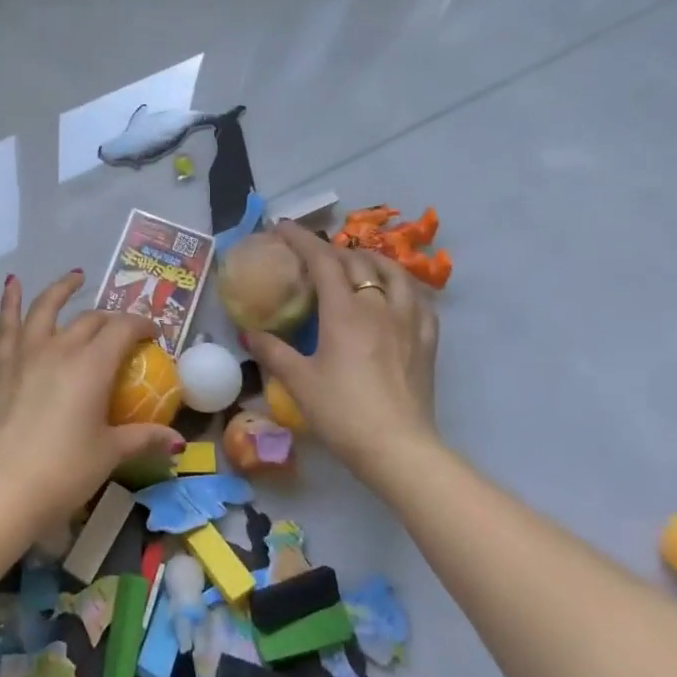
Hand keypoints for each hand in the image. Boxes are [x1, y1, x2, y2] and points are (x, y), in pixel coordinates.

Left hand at [0, 271, 185, 518]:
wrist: (2, 487)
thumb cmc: (64, 471)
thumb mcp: (109, 454)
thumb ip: (143, 439)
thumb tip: (177, 442)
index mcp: (93, 365)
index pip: (123, 329)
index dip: (141, 325)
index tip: (153, 334)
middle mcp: (60, 348)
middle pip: (90, 320)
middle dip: (111, 320)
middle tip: (121, 330)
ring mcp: (25, 352)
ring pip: (46, 308)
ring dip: (63, 289)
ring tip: (75, 277)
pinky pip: (6, 324)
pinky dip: (9, 300)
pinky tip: (12, 283)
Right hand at [243, 222, 441, 478]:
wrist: (398, 448)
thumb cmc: (342, 413)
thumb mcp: (299, 382)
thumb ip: (273, 352)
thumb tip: (249, 333)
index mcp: (345, 312)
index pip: (323, 260)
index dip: (301, 239)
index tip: (282, 227)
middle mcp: (378, 307)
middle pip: (357, 262)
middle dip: (331, 249)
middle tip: (311, 253)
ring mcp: (408, 321)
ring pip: (394, 273)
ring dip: (371, 260)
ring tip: (356, 263)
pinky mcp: (427, 341)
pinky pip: (418, 299)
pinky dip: (402, 285)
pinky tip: (395, 294)